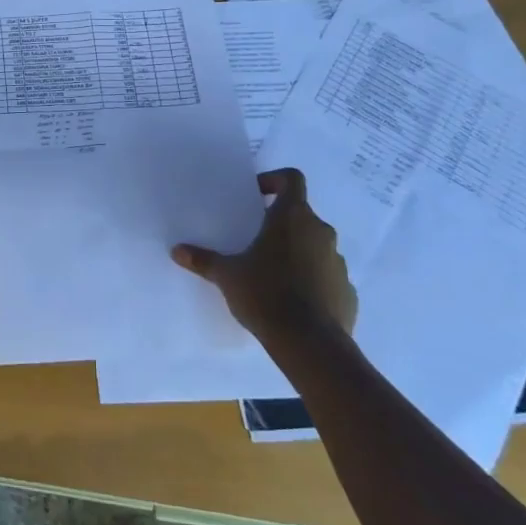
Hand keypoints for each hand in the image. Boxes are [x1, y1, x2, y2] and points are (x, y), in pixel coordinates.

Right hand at [172, 168, 356, 345]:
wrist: (311, 345)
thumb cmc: (266, 294)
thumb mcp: (227, 276)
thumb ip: (204, 260)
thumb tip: (177, 250)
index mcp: (292, 217)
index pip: (292, 179)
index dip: (275, 180)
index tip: (257, 195)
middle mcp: (320, 232)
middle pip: (301, 214)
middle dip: (280, 223)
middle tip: (256, 240)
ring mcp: (338, 262)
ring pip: (315, 245)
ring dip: (297, 251)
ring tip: (273, 274)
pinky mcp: (348, 292)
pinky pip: (327, 275)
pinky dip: (313, 280)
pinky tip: (294, 300)